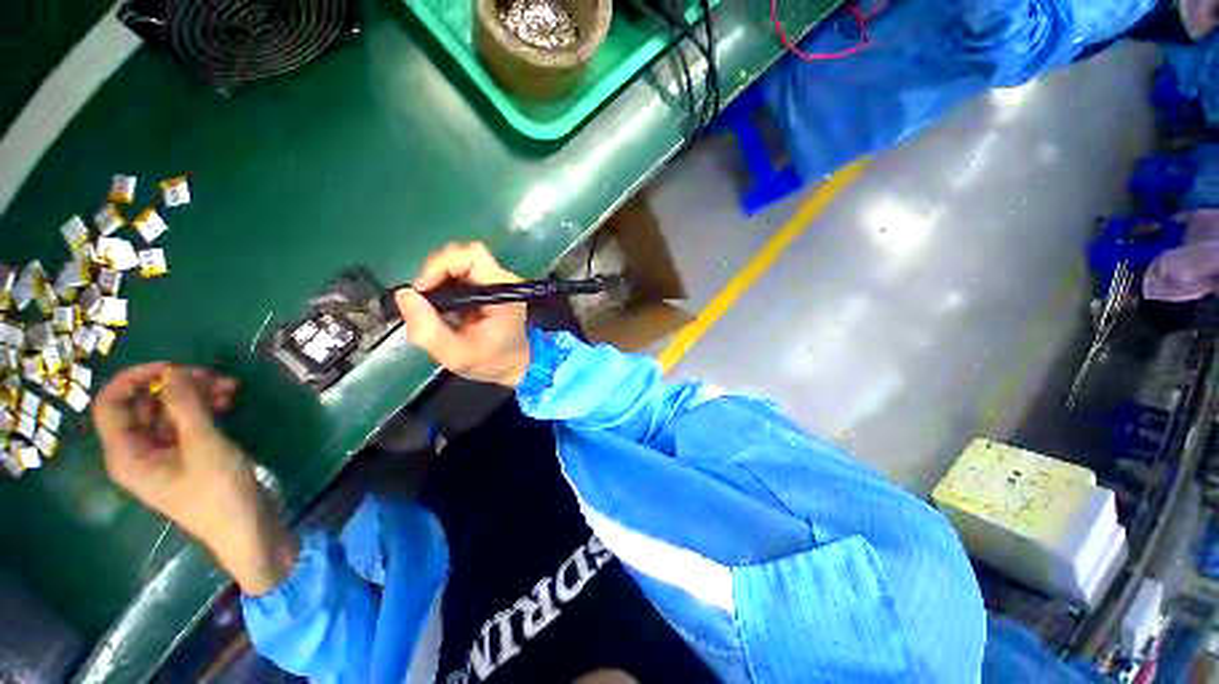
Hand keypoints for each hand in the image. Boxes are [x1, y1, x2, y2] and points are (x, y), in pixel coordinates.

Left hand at [94, 364, 296, 594]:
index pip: (111, 404)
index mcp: (127, 455)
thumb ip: (185, 406)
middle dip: (177, 386)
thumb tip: (173, 371)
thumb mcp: (204, 446)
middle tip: (214, 377)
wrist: (246, 528)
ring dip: (194, 396)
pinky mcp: (183, 457)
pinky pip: (183, 423)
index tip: (174, 366)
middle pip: (143, 405)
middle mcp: (136, 453)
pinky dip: (202, 409)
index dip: (135, 379)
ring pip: (166, 412)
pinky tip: (227, 403)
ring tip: (230, 388)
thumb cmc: (219, 492)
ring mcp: (160, 455)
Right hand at [396, 242, 530, 387]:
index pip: (471, 255)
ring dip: (439, 280)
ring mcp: (497, 282)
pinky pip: (462, 274)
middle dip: (436, 273)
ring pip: (460, 263)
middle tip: (425, 300)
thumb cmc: (492, 362)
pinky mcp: (490, 286)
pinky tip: (445, 307)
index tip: (424, 291)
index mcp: (502, 291)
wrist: (516, 366)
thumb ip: (428, 328)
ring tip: (434, 306)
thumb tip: (404, 295)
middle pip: (463, 255)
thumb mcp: (456, 354)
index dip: (441, 265)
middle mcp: (503, 280)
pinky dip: (446, 285)